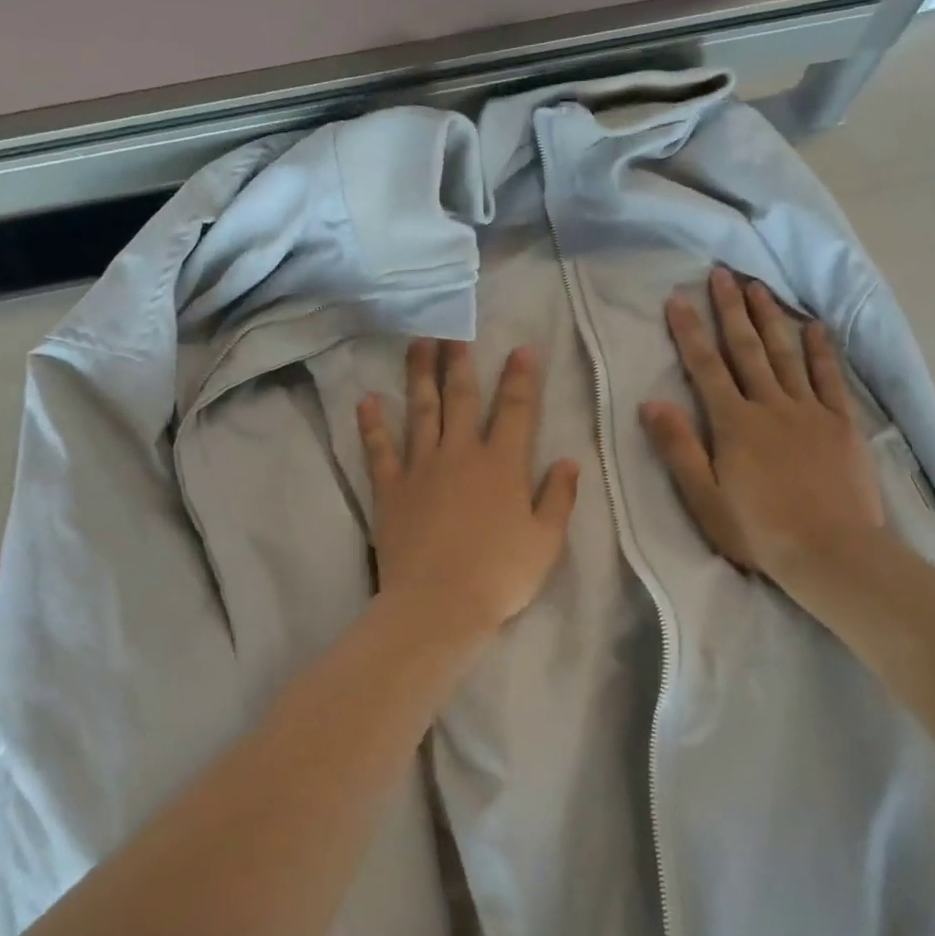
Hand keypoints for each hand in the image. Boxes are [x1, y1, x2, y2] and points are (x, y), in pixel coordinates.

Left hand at [358, 339, 579, 635]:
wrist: (439, 604)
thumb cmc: (500, 575)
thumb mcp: (545, 541)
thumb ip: (558, 497)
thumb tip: (567, 460)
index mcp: (501, 464)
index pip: (514, 409)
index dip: (520, 377)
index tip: (520, 349)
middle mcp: (460, 454)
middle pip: (460, 398)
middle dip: (461, 363)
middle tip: (455, 331)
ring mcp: (421, 467)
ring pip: (420, 411)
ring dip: (419, 375)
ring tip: (418, 344)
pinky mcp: (390, 488)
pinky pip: (379, 449)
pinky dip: (372, 424)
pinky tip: (367, 399)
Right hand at [642, 268, 886, 583]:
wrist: (833, 553)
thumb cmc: (759, 531)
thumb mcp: (704, 498)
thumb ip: (678, 448)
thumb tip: (651, 403)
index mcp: (733, 423)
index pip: (705, 367)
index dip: (690, 331)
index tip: (677, 299)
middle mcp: (770, 406)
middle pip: (747, 349)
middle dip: (731, 310)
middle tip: (722, 274)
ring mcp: (809, 411)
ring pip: (786, 354)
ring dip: (770, 318)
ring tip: (759, 287)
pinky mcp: (840, 424)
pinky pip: (828, 378)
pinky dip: (820, 350)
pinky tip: (815, 327)